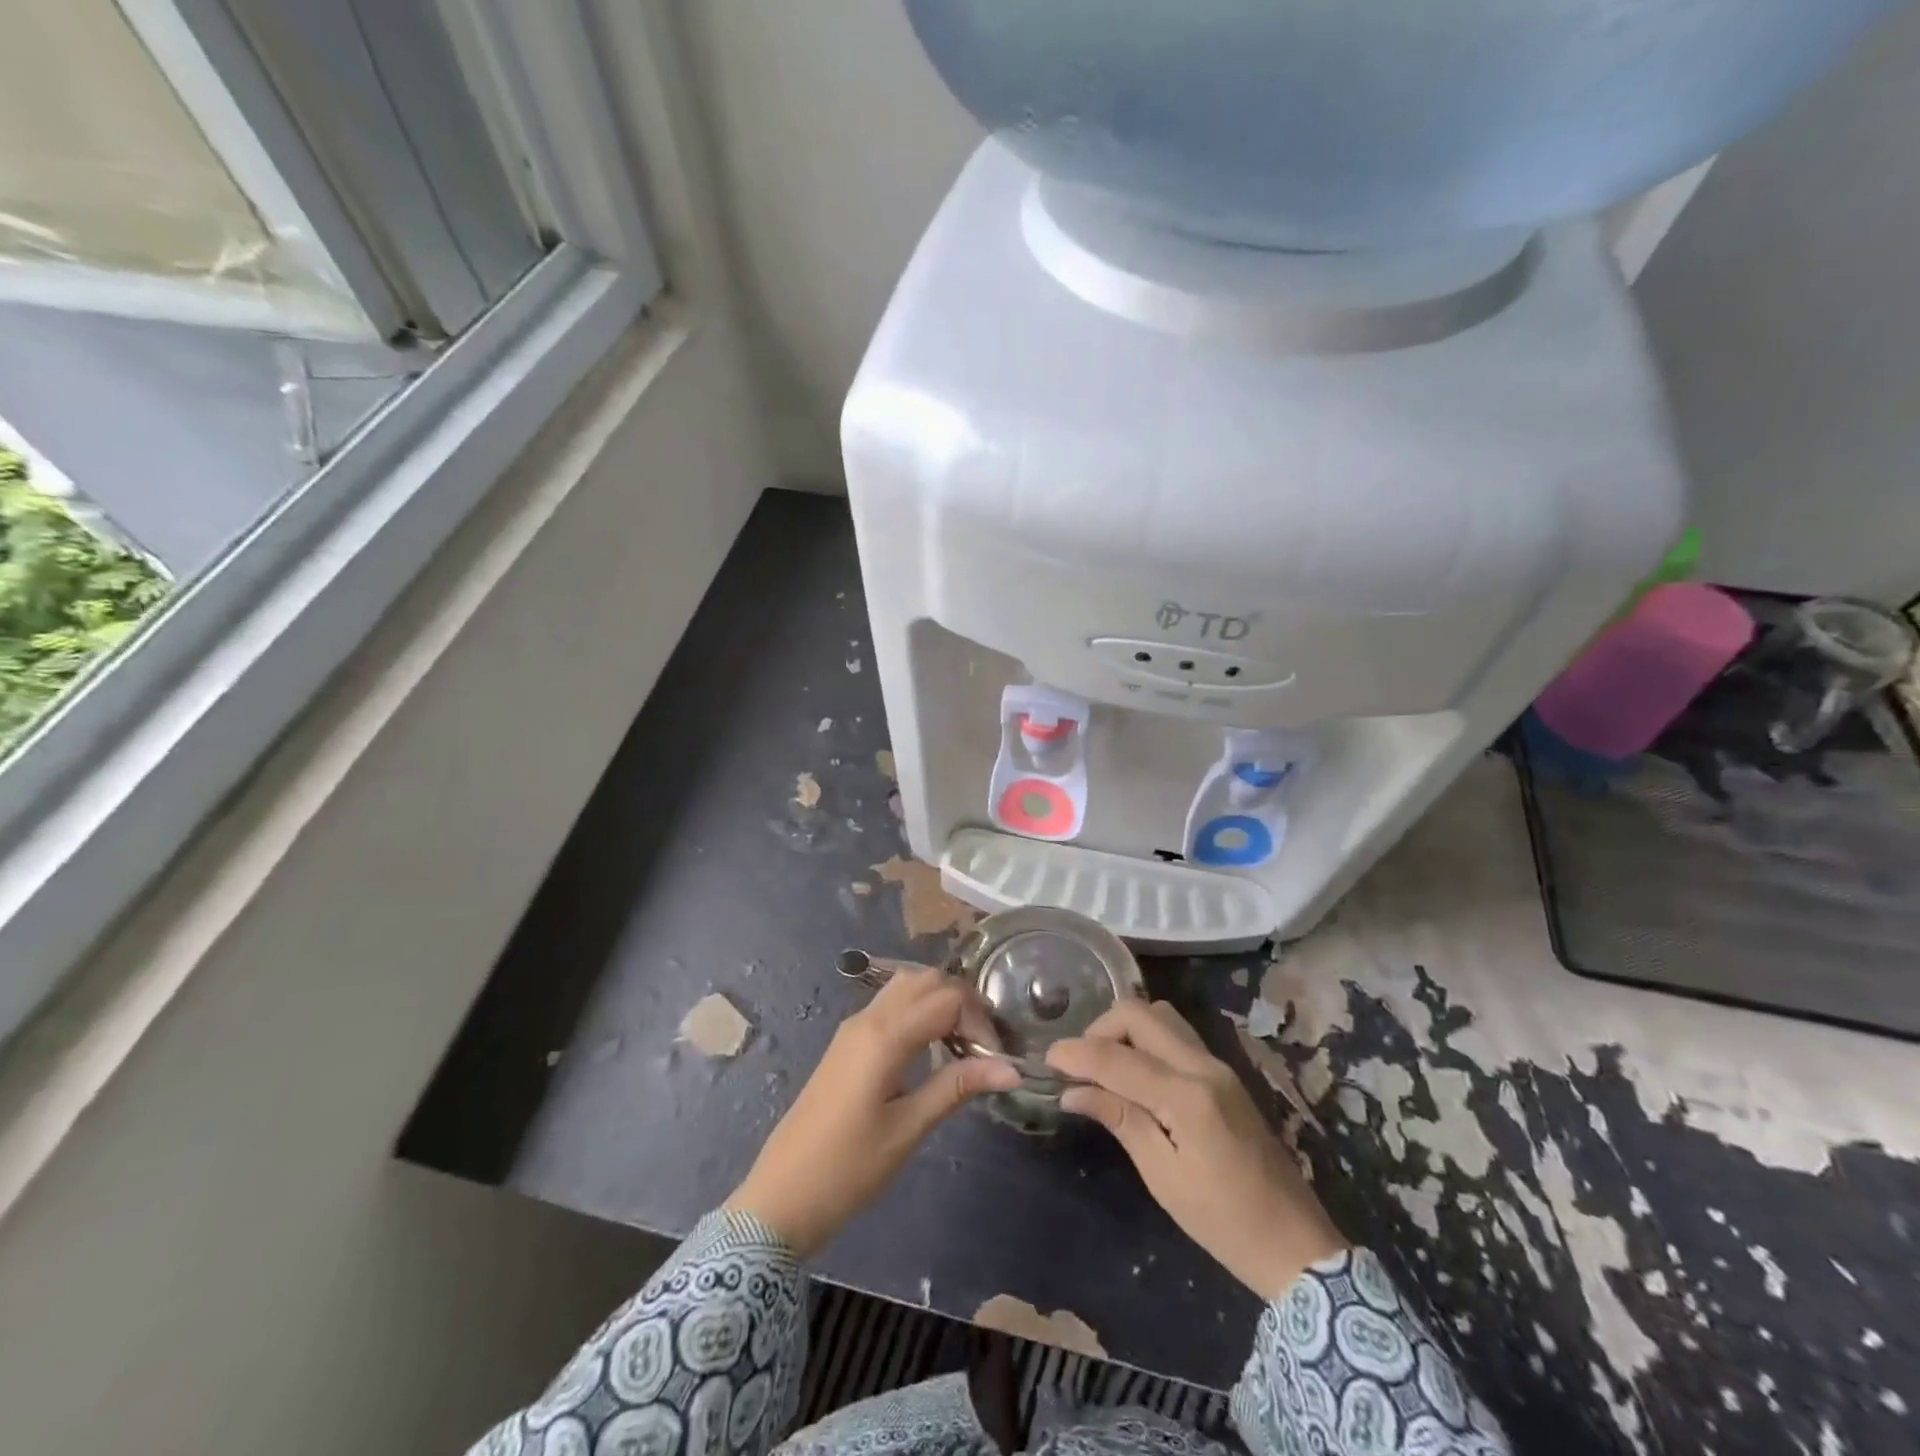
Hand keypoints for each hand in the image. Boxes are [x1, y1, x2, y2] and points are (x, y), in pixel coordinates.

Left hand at [726, 968, 1019, 1255]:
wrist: (781, 1197)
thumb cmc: (848, 1168)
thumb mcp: (909, 1129)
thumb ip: (958, 1086)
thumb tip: (1012, 1069)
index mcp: (884, 1035)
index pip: (948, 998)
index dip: (980, 1021)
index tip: (995, 1061)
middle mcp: (868, 1018)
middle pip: (927, 980)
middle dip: (963, 1003)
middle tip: (984, 1047)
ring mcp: (854, 1027)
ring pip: (907, 986)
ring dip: (940, 1001)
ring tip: (962, 1045)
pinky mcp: (848, 1042)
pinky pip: (891, 1005)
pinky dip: (920, 1010)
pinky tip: (932, 1048)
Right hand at [1046, 999, 1345, 1300]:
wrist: (1296, 1243)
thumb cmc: (1223, 1222)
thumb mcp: (1163, 1177)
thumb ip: (1119, 1120)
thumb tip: (1071, 1092)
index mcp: (1187, 1096)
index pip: (1117, 1057)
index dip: (1076, 1053)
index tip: (1047, 1059)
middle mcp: (1203, 1066)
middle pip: (1139, 1014)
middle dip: (1100, 1028)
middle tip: (1079, 1064)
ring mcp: (1218, 1065)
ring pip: (1160, 1015)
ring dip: (1125, 1028)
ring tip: (1105, 1065)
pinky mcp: (1224, 1073)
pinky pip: (1176, 1034)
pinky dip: (1146, 1038)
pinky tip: (1134, 1072)